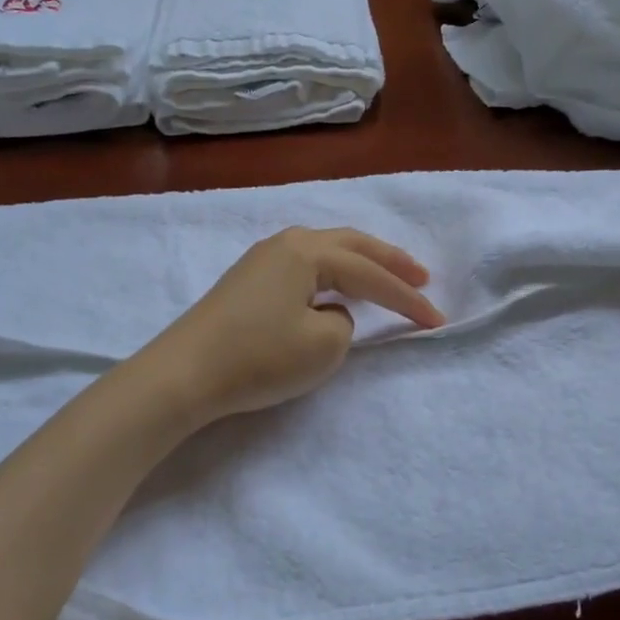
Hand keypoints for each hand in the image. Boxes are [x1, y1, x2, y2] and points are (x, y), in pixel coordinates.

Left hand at [137, 227, 445, 426]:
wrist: (182, 375)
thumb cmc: (258, 357)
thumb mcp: (323, 345)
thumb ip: (344, 322)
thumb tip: (329, 312)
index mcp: (306, 251)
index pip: (370, 273)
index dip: (406, 298)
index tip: (437, 320)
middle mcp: (285, 244)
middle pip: (350, 245)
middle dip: (389, 261)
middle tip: (421, 276)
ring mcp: (261, 260)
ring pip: (325, 252)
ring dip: (360, 264)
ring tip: (387, 276)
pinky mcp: (247, 282)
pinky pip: (304, 268)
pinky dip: (333, 276)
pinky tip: (337, 288)